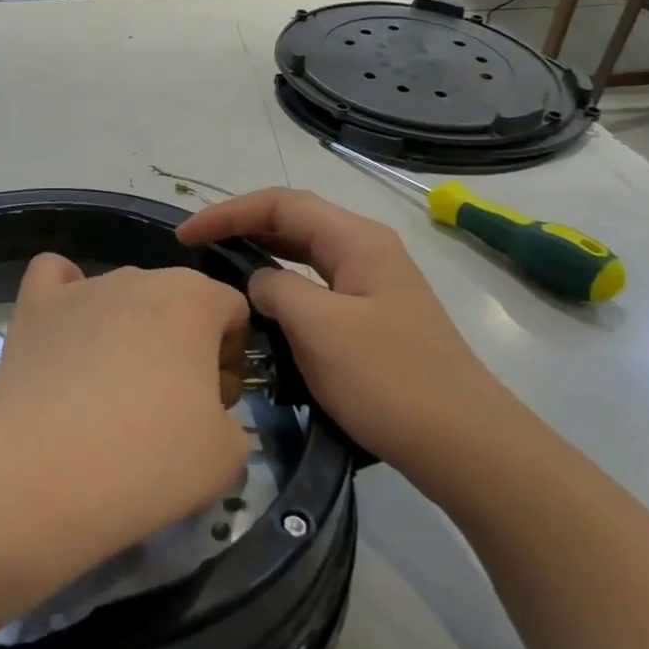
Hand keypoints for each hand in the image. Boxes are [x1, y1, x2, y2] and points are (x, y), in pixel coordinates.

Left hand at [0, 255, 252, 583]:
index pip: (232, 310)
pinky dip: (65, 296)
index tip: (215, 404)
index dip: (231, 357)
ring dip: (128, 331)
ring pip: (121, 296)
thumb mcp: (227, 456)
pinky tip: (66, 331)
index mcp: (195, 298)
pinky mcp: (33, 307)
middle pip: (176, 301)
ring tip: (108, 392)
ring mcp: (81, 288)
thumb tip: (203, 414)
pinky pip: (55, 278)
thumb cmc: (146, 459)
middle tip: (167, 408)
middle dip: (182, 344)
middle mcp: (138, 277)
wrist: (38, 472)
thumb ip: (232, 420)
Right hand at [177, 188, 533, 470]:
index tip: (186, 235)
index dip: (228, 213)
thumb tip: (260, 283)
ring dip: (260, 253)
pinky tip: (261, 304)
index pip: (281, 204)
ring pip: (304, 253)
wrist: (463, 443)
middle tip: (196, 247)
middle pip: (294, 221)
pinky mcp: (372, 317)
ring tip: (219, 266)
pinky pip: (315, 285)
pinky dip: (281, 283)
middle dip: (242, 226)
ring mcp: (372, 284)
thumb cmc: (388, 379)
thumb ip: (276, 289)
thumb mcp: (319, 327)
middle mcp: (366, 250)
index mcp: (356, 240)